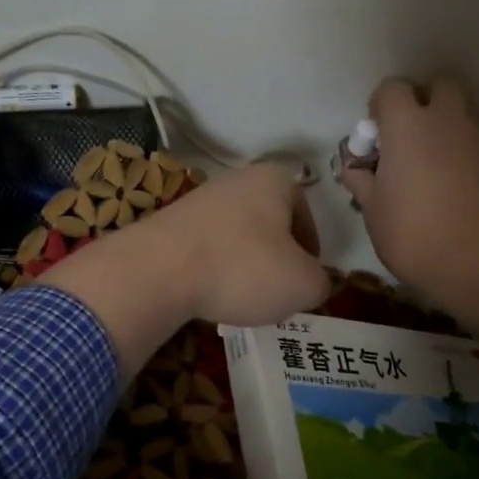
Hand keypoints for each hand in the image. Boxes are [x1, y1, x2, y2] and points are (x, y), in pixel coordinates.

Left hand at [43, 163, 330, 374]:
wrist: (158, 270)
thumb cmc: (242, 268)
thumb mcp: (303, 284)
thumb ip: (320, 282)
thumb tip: (311, 283)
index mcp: (273, 180)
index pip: (306, 213)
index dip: (311, 250)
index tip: (306, 278)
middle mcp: (236, 180)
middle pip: (269, 224)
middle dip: (276, 258)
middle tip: (278, 291)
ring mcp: (198, 200)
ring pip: (237, 237)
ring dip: (244, 266)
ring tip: (243, 298)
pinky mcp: (170, 224)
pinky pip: (206, 248)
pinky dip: (214, 270)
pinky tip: (210, 294)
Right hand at [338, 78, 478, 336]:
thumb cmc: (413, 234)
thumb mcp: (372, 210)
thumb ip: (361, 180)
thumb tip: (355, 167)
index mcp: (407, 126)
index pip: (392, 88)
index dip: (380, 107)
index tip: (376, 137)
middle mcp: (447, 121)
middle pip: (438, 86)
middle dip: (423, 102)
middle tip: (409, 139)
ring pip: (461, 116)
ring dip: (445, 130)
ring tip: (432, 171)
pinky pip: (477, 145)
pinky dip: (464, 155)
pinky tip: (455, 190)